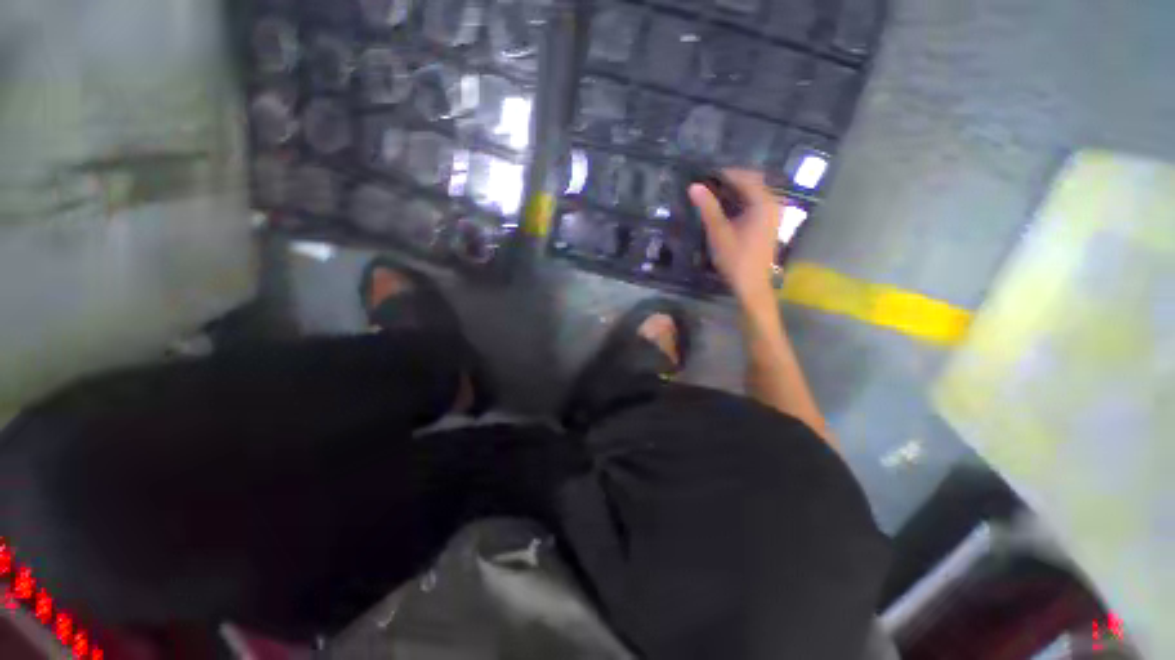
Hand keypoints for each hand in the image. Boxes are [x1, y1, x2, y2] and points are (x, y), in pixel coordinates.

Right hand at [689, 169, 780, 306]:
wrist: (751, 284)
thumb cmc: (736, 259)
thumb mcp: (719, 232)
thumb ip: (708, 208)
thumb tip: (694, 186)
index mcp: (763, 203)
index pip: (745, 177)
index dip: (725, 173)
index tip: (705, 174)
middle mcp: (773, 204)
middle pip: (752, 182)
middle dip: (730, 180)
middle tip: (708, 183)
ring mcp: (773, 214)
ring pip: (754, 193)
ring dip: (735, 191)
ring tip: (713, 194)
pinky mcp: (769, 223)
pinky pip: (755, 203)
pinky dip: (740, 201)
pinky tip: (726, 208)